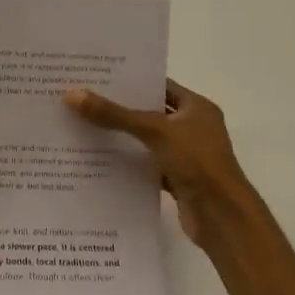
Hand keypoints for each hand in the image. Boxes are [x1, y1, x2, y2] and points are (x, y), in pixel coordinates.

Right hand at [63, 79, 258, 244]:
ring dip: (123, 137)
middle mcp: (194, 128)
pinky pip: (147, 165)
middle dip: (120, 108)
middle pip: (151, 112)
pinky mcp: (177, 179)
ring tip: (84, 126)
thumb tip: (71, 94)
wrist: (222, 217)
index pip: (160, 86)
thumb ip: (114, 114)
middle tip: (83, 99)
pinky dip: (129, 163)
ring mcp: (186, 155)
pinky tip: (100, 160)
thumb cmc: (196, 162)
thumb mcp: (153, 131)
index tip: (99, 77)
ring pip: (147, 141)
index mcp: (197, 108)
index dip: (132, 81)